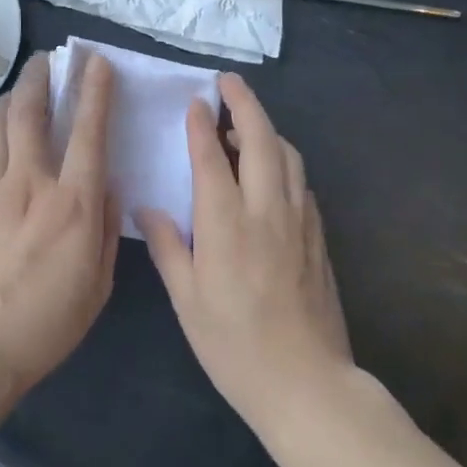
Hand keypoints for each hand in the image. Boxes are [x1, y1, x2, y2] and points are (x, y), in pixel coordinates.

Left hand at [0, 50, 119, 402]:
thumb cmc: (44, 323)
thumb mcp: (97, 285)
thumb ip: (104, 229)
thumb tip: (107, 187)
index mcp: (71, 203)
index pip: (88, 132)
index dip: (94, 91)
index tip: (96, 63)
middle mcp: (29, 182)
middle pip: (30, 112)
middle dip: (41, 78)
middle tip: (47, 60)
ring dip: (9, 98)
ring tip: (18, 90)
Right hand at [137, 73, 352, 431]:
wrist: (307, 385)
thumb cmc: (234, 347)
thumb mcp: (187, 301)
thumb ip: (168, 247)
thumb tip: (148, 207)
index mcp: (226, 225)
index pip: (212, 157)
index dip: (201, 125)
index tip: (195, 101)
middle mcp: (266, 211)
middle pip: (260, 139)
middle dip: (244, 103)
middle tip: (228, 82)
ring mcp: (299, 221)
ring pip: (288, 155)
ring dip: (267, 128)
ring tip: (245, 122)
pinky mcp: (318, 236)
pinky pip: (301, 181)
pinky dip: (284, 159)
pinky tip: (271, 170)